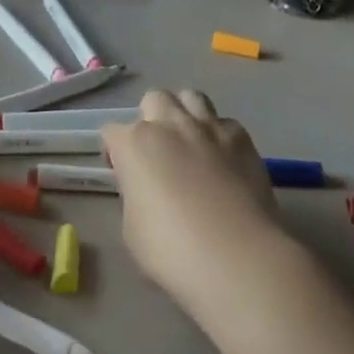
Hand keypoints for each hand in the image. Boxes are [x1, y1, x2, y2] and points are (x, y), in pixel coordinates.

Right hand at [103, 90, 282, 314]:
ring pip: (190, 97)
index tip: (122, 174)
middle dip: (150, 118)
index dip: (113, 152)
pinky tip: (223, 160)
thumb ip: (135, 194)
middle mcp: (170, 124)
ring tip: (189, 142)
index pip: (111, 132)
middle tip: (157, 151)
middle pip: (153, 99)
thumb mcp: (132, 227)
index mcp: (135, 144)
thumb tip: (147, 187)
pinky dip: (219, 136)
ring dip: (184, 114)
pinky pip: (225, 123)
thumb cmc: (172, 250)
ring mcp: (209, 128)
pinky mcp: (242, 138)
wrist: (236, 256)